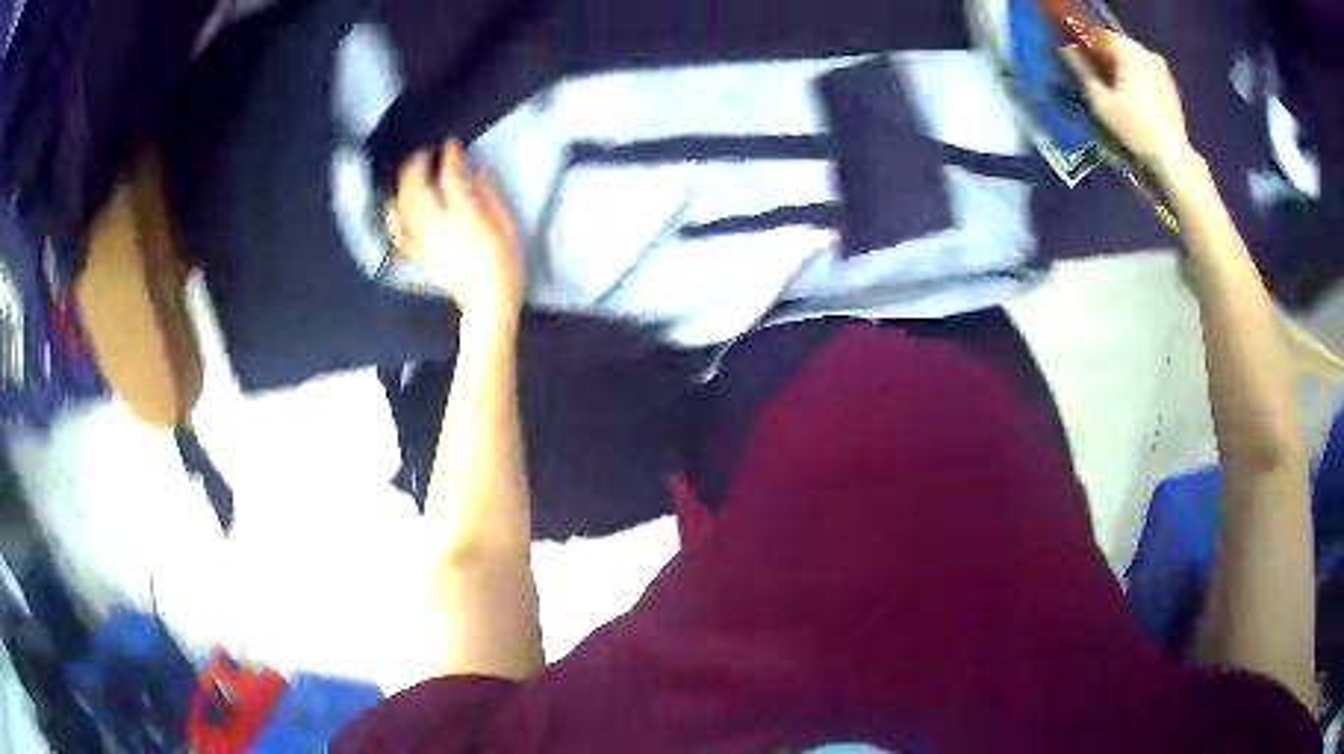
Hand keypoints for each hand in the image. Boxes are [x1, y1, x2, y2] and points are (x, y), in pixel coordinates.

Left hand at [387, 140, 522, 325]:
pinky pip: (399, 232)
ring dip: (404, 184)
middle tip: (425, 153)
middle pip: (418, 187)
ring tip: (410, 171)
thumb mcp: (508, 226)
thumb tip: (481, 170)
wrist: (488, 301)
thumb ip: (492, 196)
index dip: (450, 155)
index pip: (451, 176)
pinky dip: (393, 215)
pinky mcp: (420, 252)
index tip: (452, 144)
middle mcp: (439, 223)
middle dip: (418, 165)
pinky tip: (392, 204)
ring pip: (404, 206)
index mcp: (465, 215)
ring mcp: (426, 239)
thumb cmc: (505, 263)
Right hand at [1061, 32, 1196, 178]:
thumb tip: (1065, 50)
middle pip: (1117, 46)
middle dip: (1105, 59)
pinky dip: (1136, 79)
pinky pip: (1146, 71)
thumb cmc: (1135, 128)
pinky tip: (1133, 99)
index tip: (1080, 63)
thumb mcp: (1101, 101)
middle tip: (1096, 79)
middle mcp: (1145, 51)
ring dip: (1121, 69)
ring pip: (1132, 59)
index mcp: (1128, 50)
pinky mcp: (1169, 83)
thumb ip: (1082, 70)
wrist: (1172, 155)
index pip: (1099, 35)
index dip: (1086, 47)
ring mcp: (1161, 67)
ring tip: (1115, 91)